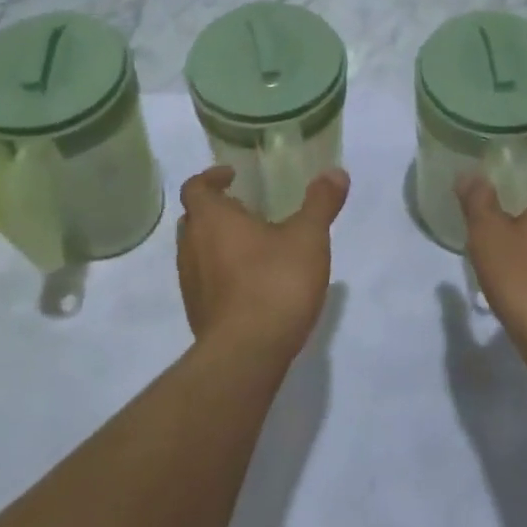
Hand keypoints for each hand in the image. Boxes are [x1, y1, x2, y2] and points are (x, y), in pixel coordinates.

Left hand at [176, 166, 349, 352]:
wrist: (247, 354)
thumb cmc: (274, 283)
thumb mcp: (308, 237)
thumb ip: (321, 203)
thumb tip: (336, 172)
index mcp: (211, 220)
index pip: (195, 187)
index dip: (210, 177)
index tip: (232, 176)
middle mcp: (191, 248)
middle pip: (194, 219)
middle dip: (217, 211)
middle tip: (248, 209)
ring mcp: (191, 284)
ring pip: (198, 252)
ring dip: (219, 243)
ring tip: (256, 245)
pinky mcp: (198, 314)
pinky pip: (206, 281)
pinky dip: (223, 273)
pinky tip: (254, 283)